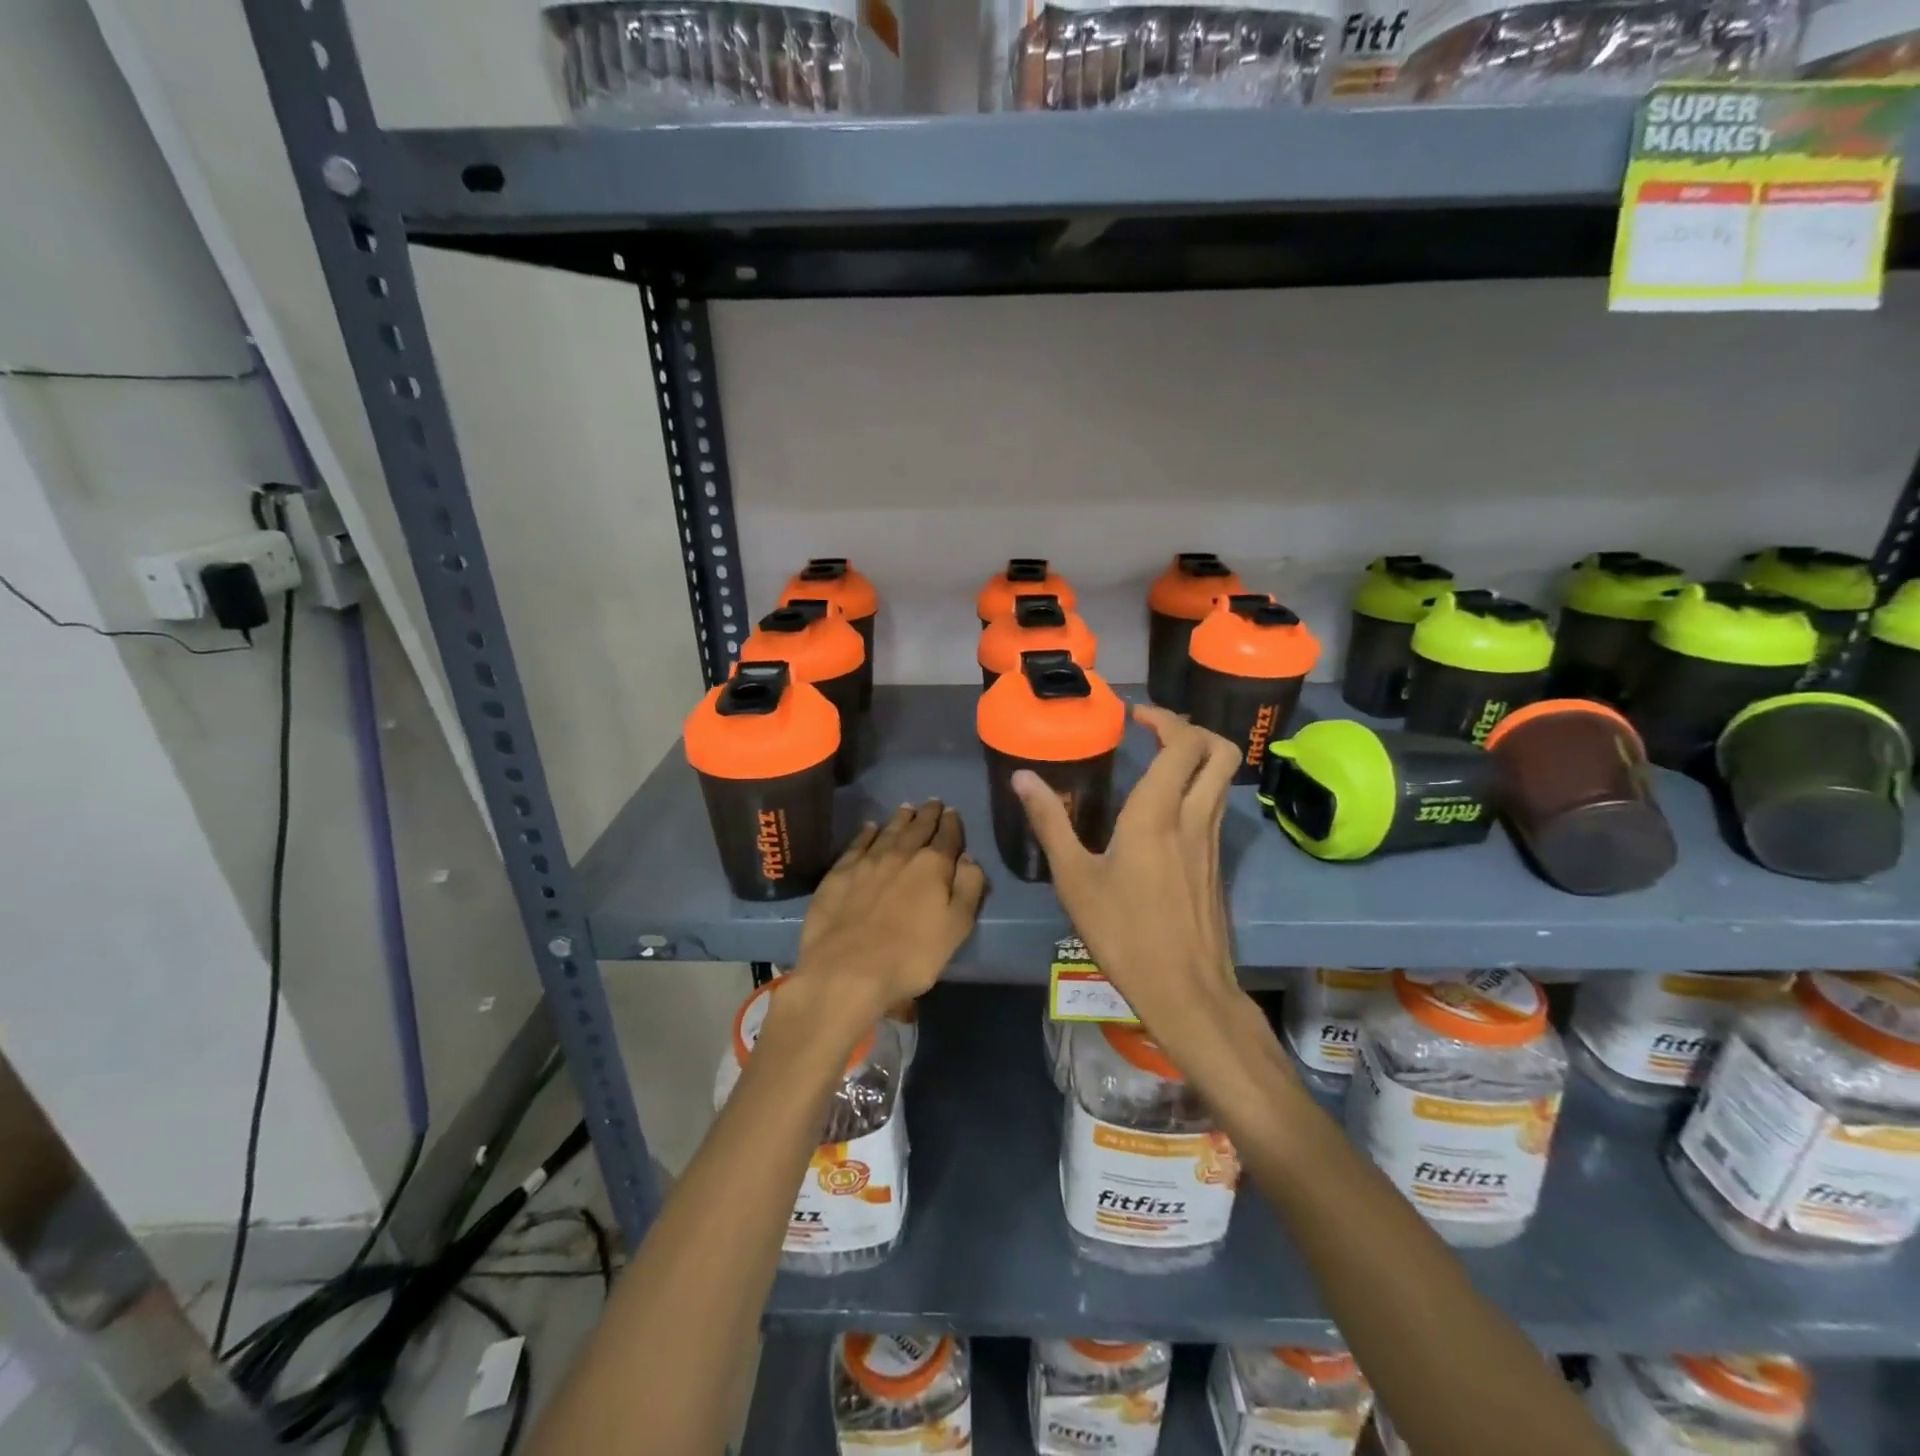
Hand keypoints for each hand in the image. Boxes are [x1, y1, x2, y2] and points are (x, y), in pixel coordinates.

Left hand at [789, 801, 986, 1028]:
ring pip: (888, 831)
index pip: (947, 837)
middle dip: (928, 814)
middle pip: (918, 828)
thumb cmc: (911, 956)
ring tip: (907, 808)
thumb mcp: (956, 928)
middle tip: (933, 802)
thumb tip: (969, 859)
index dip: (952, 824)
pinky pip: (858, 843)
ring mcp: (867, 861)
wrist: (846, 970)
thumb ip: (968, 889)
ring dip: (900, 818)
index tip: (953, 812)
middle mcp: (901, 854)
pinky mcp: (840, 873)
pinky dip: (867, 832)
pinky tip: (870, 827)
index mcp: (933, 866)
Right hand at [1013, 706, 1243, 1044]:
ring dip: (1198, 758)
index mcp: (1158, 814)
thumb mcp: (1075, 879)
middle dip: (1192, 729)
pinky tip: (1164, 811)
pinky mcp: (1217, 864)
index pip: (1183, 743)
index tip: (1134, 716)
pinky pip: (1216, 807)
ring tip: (1157, 763)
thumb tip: (1022, 777)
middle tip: (1155, 732)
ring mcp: (1212, 842)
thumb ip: (1050, 822)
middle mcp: (1194, 818)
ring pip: (1222, 780)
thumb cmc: (1124, 933)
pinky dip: (1198, 789)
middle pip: (1220, 751)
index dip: (1164, 718)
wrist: (1185, 991)